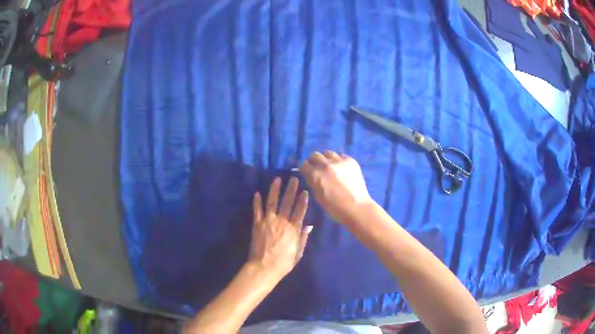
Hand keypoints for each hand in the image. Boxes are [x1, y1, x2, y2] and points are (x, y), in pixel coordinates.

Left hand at [248, 177, 312, 279]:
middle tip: (293, 178)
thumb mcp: (298, 252)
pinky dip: (257, 201)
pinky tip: (257, 193)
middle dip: (291, 189)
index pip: (300, 211)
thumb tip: (309, 225)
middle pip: (287, 203)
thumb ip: (303, 238)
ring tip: (277, 179)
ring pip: (272, 202)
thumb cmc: (284, 263)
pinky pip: (257, 210)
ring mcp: (268, 222)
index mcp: (293, 230)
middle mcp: (282, 222)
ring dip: (274, 190)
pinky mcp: (257, 224)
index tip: (305, 190)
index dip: (302, 200)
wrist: (264, 268)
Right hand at [300, 151, 373, 223]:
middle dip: (314, 161)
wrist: (357, 207)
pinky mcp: (351, 161)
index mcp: (315, 175)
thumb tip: (311, 176)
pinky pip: (342, 156)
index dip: (305, 168)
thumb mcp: (318, 196)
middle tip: (317, 167)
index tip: (307, 171)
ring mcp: (339, 161)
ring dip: (326, 159)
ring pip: (328, 153)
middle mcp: (326, 165)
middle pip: (315, 155)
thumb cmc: (335, 207)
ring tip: (330, 166)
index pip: (304, 165)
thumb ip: (313, 183)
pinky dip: (339, 161)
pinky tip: (342, 169)